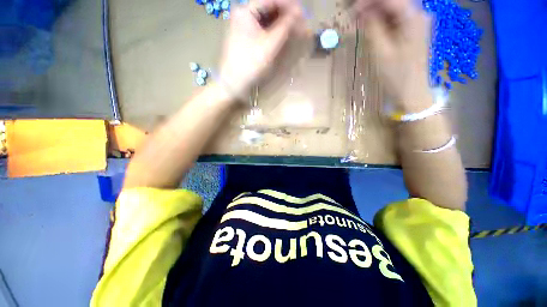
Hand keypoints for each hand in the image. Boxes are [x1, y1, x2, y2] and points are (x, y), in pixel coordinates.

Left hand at [218, 0, 304, 100]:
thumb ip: (285, 27)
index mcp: (246, 11)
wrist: (234, 83)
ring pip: (267, 19)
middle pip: (269, 8)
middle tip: (300, 23)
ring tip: (294, 30)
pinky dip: (274, 32)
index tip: (303, 13)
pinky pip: (264, 29)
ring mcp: (245, 26)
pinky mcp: (247, 38)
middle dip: (286, 14)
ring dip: (281, 23)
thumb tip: (300, 13)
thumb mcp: (269, 45)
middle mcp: (244, 14)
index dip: (289, 5)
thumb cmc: (250, 64)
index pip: (271, 0)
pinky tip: (283, 36)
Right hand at [353, 0, 431, 109]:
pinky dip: (382, 20)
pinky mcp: (413, 30)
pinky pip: (396, 18)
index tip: (353, 10)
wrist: (412, 91)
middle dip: (372, 5)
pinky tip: (372, 28)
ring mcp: (417, 22)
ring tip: (360, 23)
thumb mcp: (381, 52)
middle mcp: (419, 14)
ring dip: (376, 13)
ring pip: (394, 9)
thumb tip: (363, 12)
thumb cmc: (396, 75)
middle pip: (393, 2)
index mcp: (413, 17)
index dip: (369, 1)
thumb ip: (373, 28)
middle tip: (355, 16)